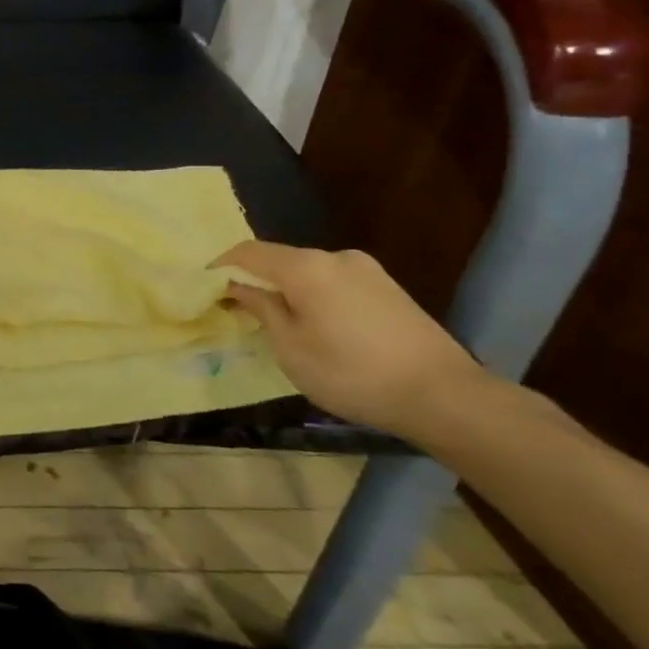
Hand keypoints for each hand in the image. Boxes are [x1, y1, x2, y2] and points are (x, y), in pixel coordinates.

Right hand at [212, 241, 484, 435]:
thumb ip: (262, 309)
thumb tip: (238, 287)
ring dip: (287, 291)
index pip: (248, 252)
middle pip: (281, 260)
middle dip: (256, 280)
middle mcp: (335, 256)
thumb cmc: (352, 373)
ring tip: (280, 325)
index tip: (203, 288)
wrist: (444, 395)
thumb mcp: (291, 348)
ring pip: (309, 272)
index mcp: (306, 266)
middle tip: (239, 311)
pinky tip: (320, 328)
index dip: (220, 266)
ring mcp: (367, 270)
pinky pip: (335, 283)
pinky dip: (315, 297)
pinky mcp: (388, 288)